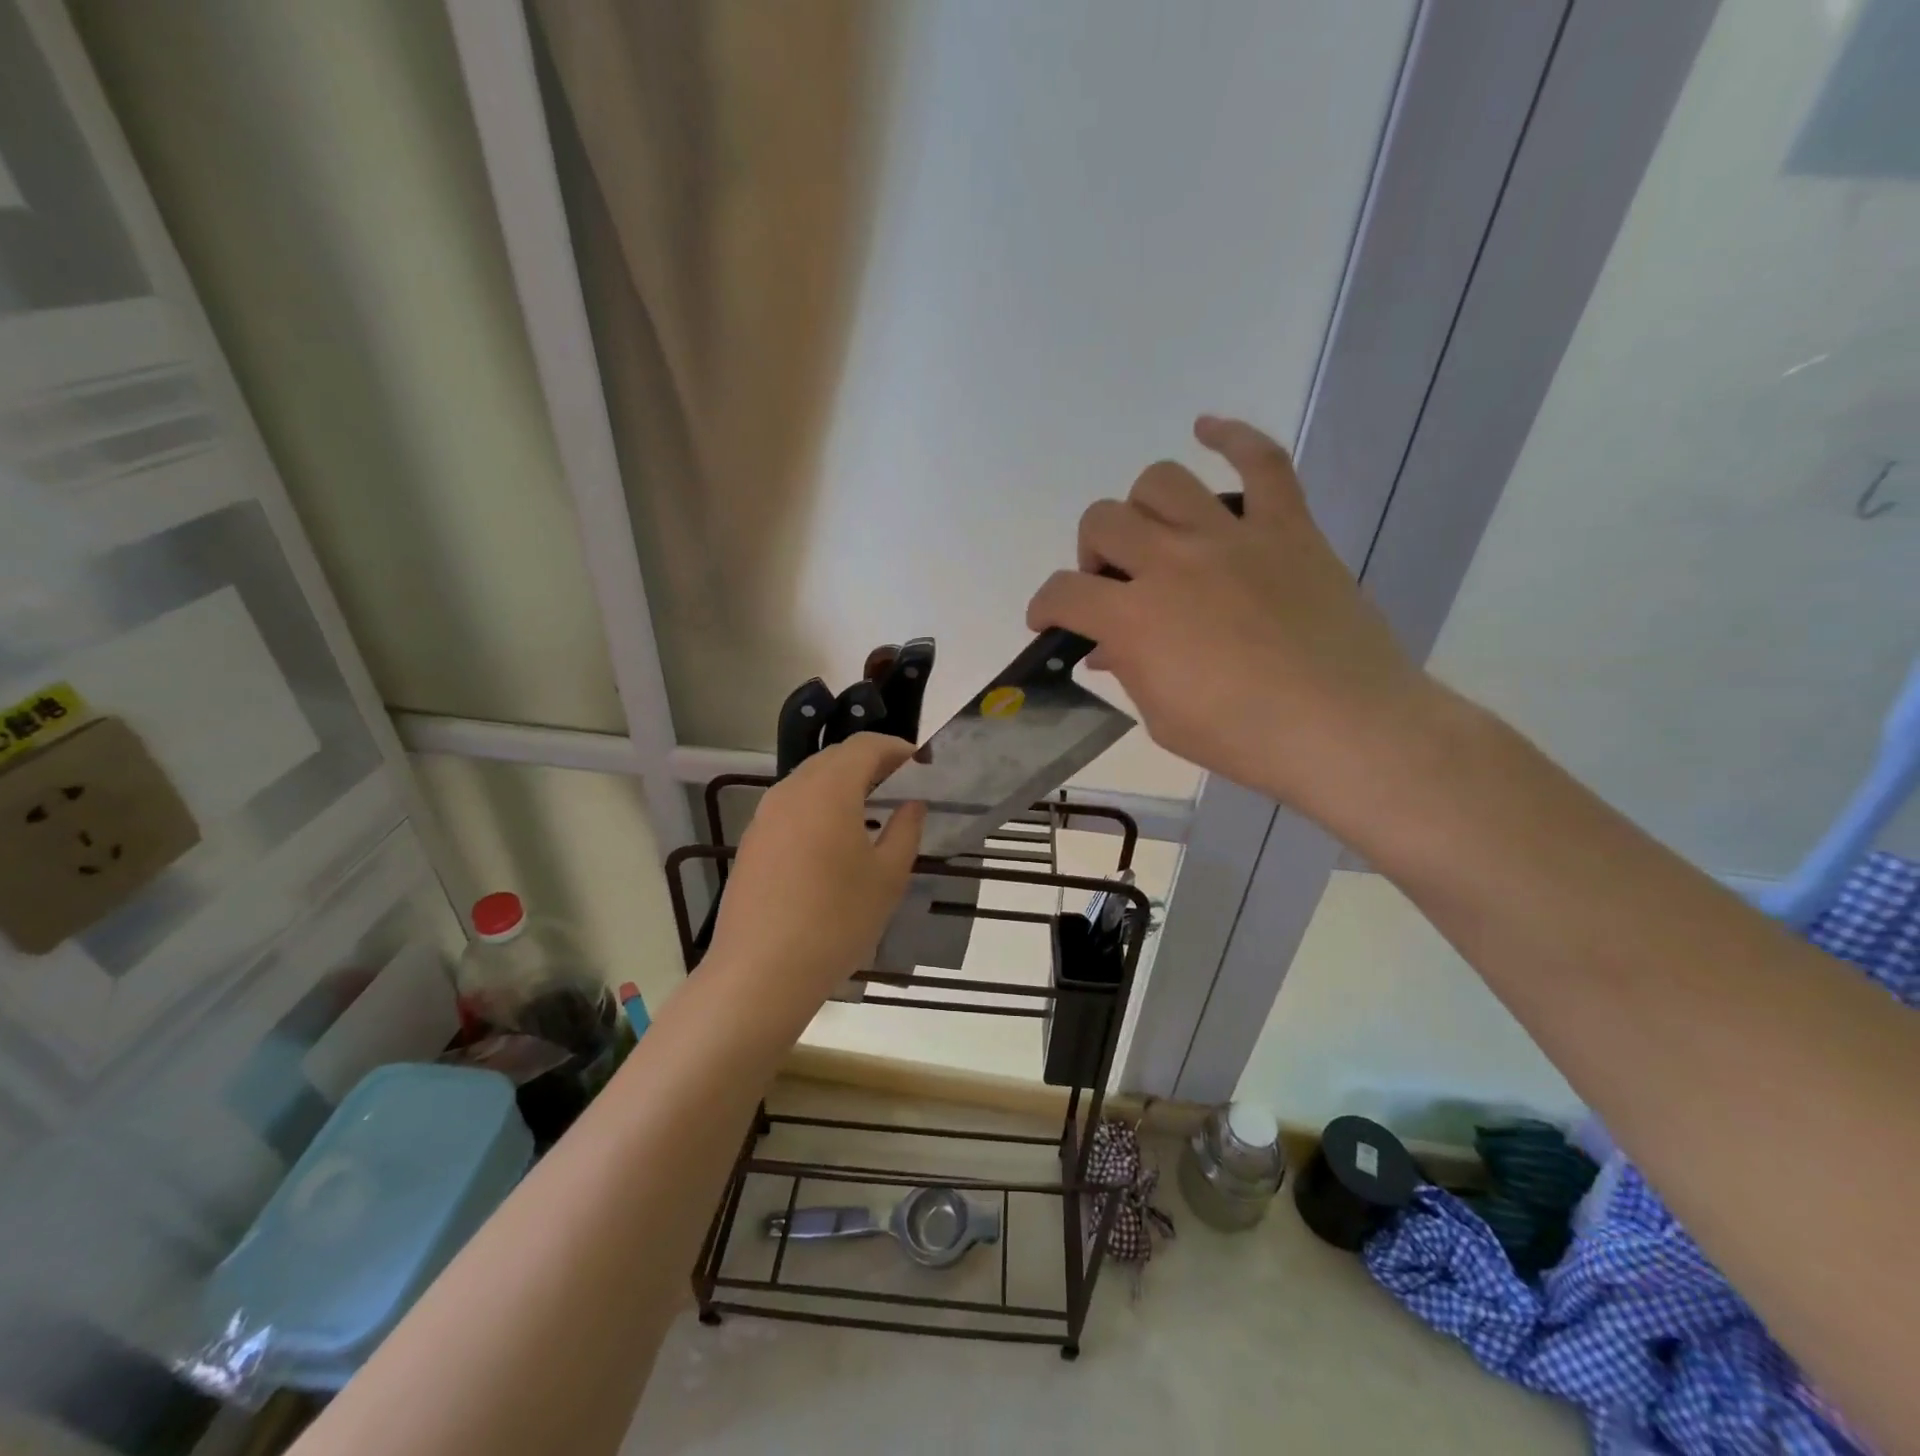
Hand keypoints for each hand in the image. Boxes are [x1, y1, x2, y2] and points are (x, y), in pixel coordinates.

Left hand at [707, 734, 926, 1000]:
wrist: (761, 972)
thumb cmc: (836, 920)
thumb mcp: (887, 877)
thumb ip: (905, 830)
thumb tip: (912, 804)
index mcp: (829, 789)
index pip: (866, 746)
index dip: (897, 749)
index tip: (922, 766)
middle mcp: (791, 790)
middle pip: (835, 758)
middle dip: (871, 764)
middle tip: (901, 787)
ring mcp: (765, 816)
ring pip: (810, 781)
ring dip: (843, 785)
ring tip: (871, 812)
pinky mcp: (752, 842)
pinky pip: (792, 807)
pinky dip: (819, 807)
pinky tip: (833, 841)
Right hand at [1025, 415, 1433, 824]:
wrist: (1344, 729)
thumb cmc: (1244, 737)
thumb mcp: (1163, 717)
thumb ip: (1129, 670)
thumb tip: (1107, 648)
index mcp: (1135, 618)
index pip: (1063, 592)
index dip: (1045, 606)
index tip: (1050, 621)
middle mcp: (1172, 562)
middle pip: (1103, 522)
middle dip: (1093, 555)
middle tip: (1113, 585)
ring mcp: (1231, 537)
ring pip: (1161, 482)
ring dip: (1142, 509)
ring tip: (1155, 538)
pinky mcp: (1286, 528)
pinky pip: (1261, 460)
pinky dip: (1232, 437)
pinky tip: (1208, 429)